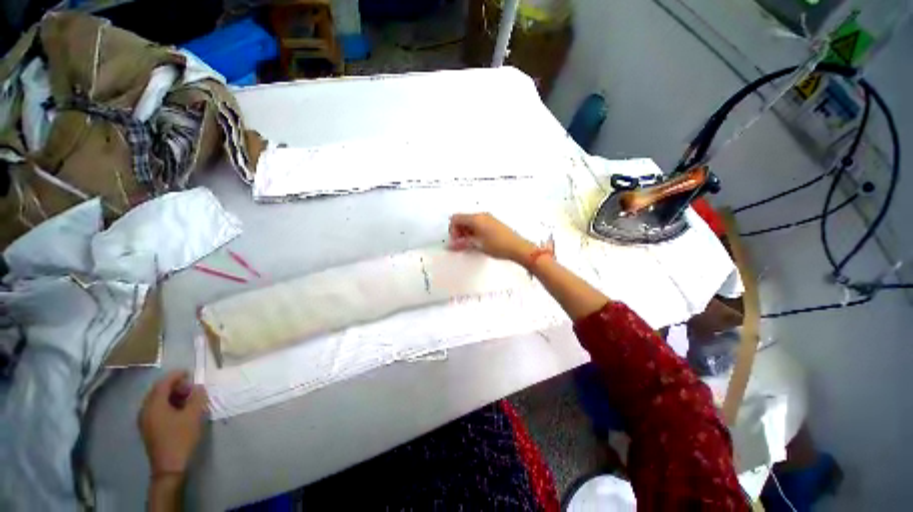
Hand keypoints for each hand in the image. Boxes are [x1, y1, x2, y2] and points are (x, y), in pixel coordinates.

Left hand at [138, 370, 206, 478]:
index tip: (190, 373)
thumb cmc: (181, 438)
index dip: (176, 375)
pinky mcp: (148, 428)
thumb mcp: (193, 416)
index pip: (163, 383)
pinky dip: (167, 404)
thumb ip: (197, 398)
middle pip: (157, 391)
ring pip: (156, 400)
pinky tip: (179, 410)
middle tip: (191, 387)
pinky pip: (156, 409)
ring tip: (187, 398)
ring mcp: (145, 420)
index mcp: (154, 405)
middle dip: (174, 386)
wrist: (169, 466)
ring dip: (171, 395)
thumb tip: (198, 387)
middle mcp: (145, 410)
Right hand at [449, 213, 536, 263]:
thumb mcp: (477, 245)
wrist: (517, 247)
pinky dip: (474, 232)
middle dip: (459, 231)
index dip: (452, 230)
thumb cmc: (499, 245)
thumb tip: (451, 245)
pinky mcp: (493, 223)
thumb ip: (462, 243)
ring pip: (470, 222)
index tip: (455, 240)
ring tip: (469, 244)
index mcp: (476, 218)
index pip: (456, 218)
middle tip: (460, 244)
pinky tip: (477, 242)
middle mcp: (481, 215)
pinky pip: (478, 224)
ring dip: (466, 232)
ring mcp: (488, 218)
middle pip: (463, 219)